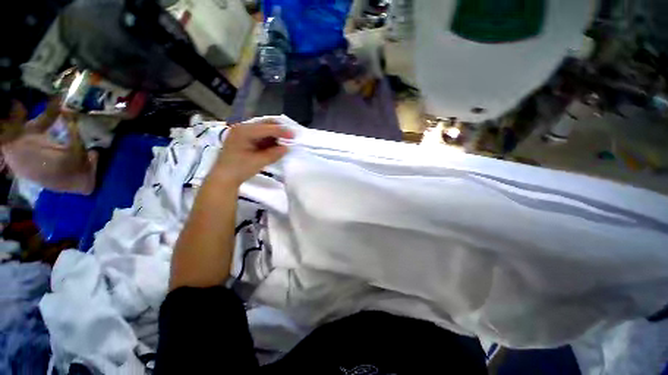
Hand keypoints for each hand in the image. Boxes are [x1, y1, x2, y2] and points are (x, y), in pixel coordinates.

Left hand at [211, 122, 293, 186]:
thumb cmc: (239, 169)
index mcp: (244, 131)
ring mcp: (242, 133)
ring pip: (263, 129)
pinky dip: (268, 139)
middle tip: (290, 137)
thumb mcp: (258, 162)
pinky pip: (259, 135)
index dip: (281, 131)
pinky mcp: (243, 139)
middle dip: (278, 130)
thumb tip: (286, 148)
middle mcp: (242, 128)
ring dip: (274, 135)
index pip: (267, 128)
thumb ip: (274, 154)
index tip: (294, 136)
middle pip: (264, 124)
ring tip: (284, 142)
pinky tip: (275, 145)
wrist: (223, 178)